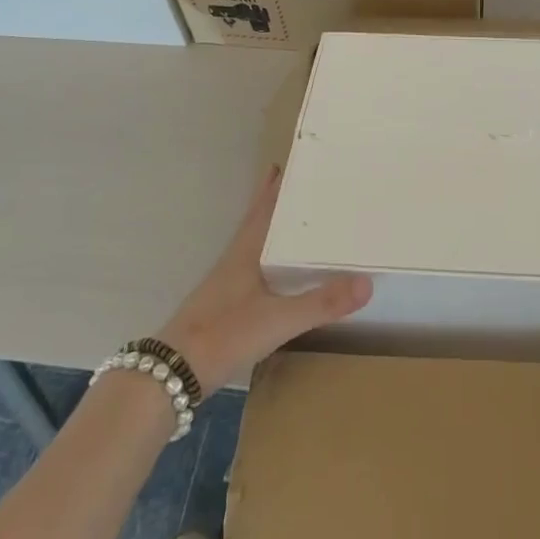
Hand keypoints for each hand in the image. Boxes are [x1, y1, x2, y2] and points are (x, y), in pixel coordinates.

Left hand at [159, 168, 371, 393]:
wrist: (172, 376)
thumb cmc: (224, 335)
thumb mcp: (278, 319)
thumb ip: (322, 302)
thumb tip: (367, 281)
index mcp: (246, 253)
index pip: (264, 209)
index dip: (275, 187)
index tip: (292, 163)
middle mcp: (236, 261)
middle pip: (258, 222)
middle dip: (276, 203)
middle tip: (300, 185)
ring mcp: (227, 285)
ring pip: (255, 246)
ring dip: (273, 229)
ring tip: (296, 222)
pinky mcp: (225, 307)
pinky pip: (254, 270)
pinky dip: (270, 260)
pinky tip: (278, 273)